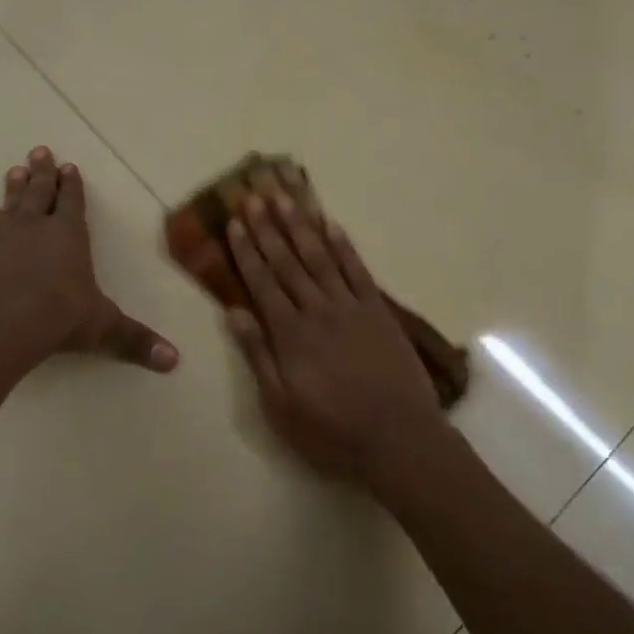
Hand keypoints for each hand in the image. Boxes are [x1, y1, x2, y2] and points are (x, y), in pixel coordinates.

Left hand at [0, 146, 178, 373]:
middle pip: (40, 193)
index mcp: (69, 235)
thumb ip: (136, 340)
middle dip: (43, 173)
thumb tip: (175, 361)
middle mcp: (37, 229)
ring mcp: (5, 240)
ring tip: (16, 169)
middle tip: (40, 150)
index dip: (72, 185)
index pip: (72, 202)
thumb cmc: (59, 317)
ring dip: (16, 187)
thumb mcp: (104, 328)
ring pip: (13, 204)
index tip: (70, 166)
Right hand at [224, 193, 446, 484]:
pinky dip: (343, 245)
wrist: (399, 438)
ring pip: (320, 257)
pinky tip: (331, 224)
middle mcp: (317, 310)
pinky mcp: (379, 311)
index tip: (235, 222)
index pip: (262, 283)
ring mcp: (351, 307)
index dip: (247, 251)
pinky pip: (357, 270)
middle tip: (255, 195)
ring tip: (286, 197)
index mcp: (290, 334)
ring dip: (301, 226)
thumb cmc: (332, 431)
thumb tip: (234, 311)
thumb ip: (258, 356)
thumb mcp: (281, 406)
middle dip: (269, 228)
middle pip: (288, 262)